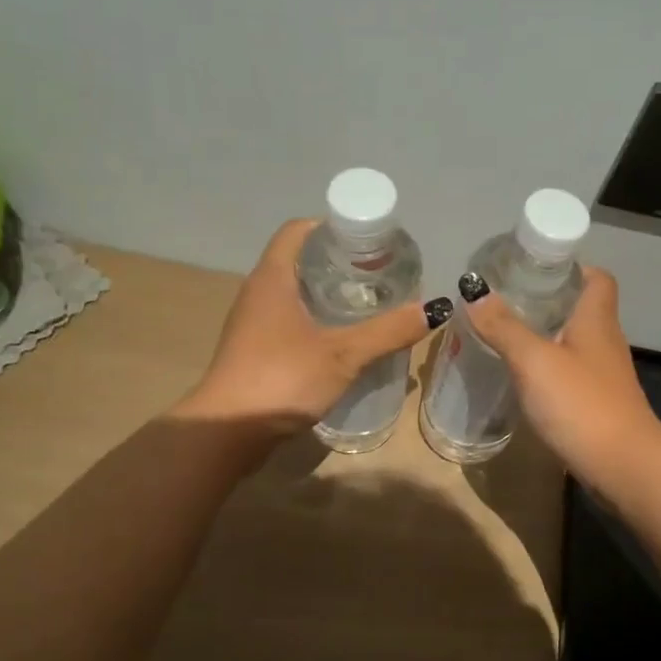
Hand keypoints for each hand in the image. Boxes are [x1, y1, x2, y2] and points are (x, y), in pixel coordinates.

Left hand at [171, 219, 434, 436]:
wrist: (226, 433)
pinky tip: (342, 342)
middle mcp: (258, 293)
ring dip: (328, 296)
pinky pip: (289, 323)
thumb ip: (388, 331)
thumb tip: (434, 309)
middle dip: (338, 264)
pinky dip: (316, 322)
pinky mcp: (254, 352)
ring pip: (294, 295)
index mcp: (273, 278)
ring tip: (368, 307)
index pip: (298, 230)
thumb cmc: (282, 379)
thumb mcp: (343, 354)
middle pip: (299, 261)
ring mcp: (252, 324)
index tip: (367, 241)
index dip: (331, 227)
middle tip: (378, 276)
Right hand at [462, 268, 660, 492]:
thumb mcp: (534, 360)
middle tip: (507, 303)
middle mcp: (605, 342)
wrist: (622, 466)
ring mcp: (604, 376)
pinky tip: (523, 379)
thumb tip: (475, 293)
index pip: (597, 278)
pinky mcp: (597, 404)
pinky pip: (571, 375)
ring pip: (575, 343)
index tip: (536, 270)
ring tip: (506, 337)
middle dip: (548, 302)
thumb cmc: (581, 403)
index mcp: (596, 320)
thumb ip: (504, 327)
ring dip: (546, 337)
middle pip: (582, 309)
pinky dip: (549, 370)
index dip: (572, 268)